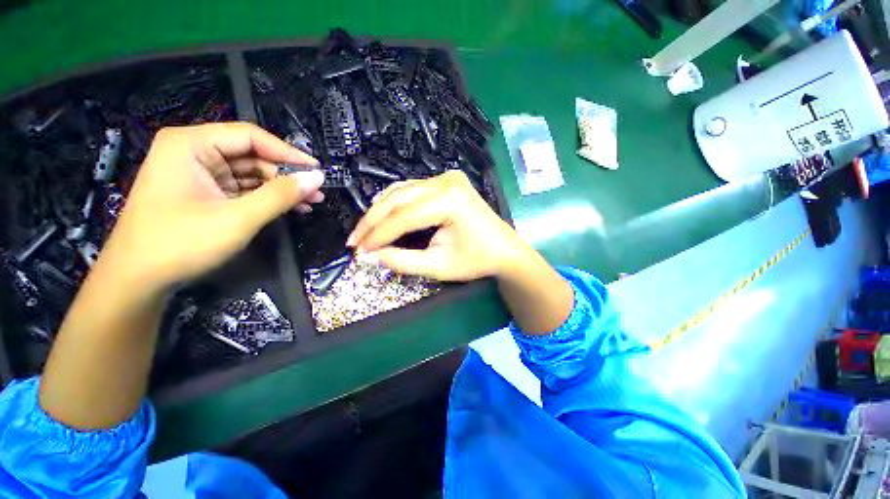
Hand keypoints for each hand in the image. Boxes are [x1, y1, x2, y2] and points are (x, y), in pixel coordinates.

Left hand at [100, 122, 323, 290]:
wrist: (138, 280)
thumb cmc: (181, 243)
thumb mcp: (238, 218)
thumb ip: (280, 195)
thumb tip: (317, 177)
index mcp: (192, 144)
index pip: (251, 137)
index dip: (288, 153)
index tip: (318, 171)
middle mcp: (194, 152)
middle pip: (253, 156)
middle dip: (287, 176)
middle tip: (317, 193)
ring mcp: (199, 174)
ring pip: (251, 174)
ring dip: (282, 189)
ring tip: (311, 202)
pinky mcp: (205, 194)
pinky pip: (244, 189)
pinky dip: (268, 199)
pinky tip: (291, 208)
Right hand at [347, 171, 523, 280]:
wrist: (505, 250)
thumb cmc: (477, 260)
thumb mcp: (438, 266)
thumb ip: (402, 261)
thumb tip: (370, 256)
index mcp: (449, 200)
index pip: (402, 217)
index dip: (377, 235)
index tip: (358, 251)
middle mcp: (446, 180)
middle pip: (398, 198)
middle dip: (373, 221)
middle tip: (355, 241)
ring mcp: (447, 177)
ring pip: (402, 191)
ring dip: (381, 211)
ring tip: (365, 232)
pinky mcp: (447, 181)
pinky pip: (412, 189)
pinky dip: (395, 204)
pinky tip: (383, 216)